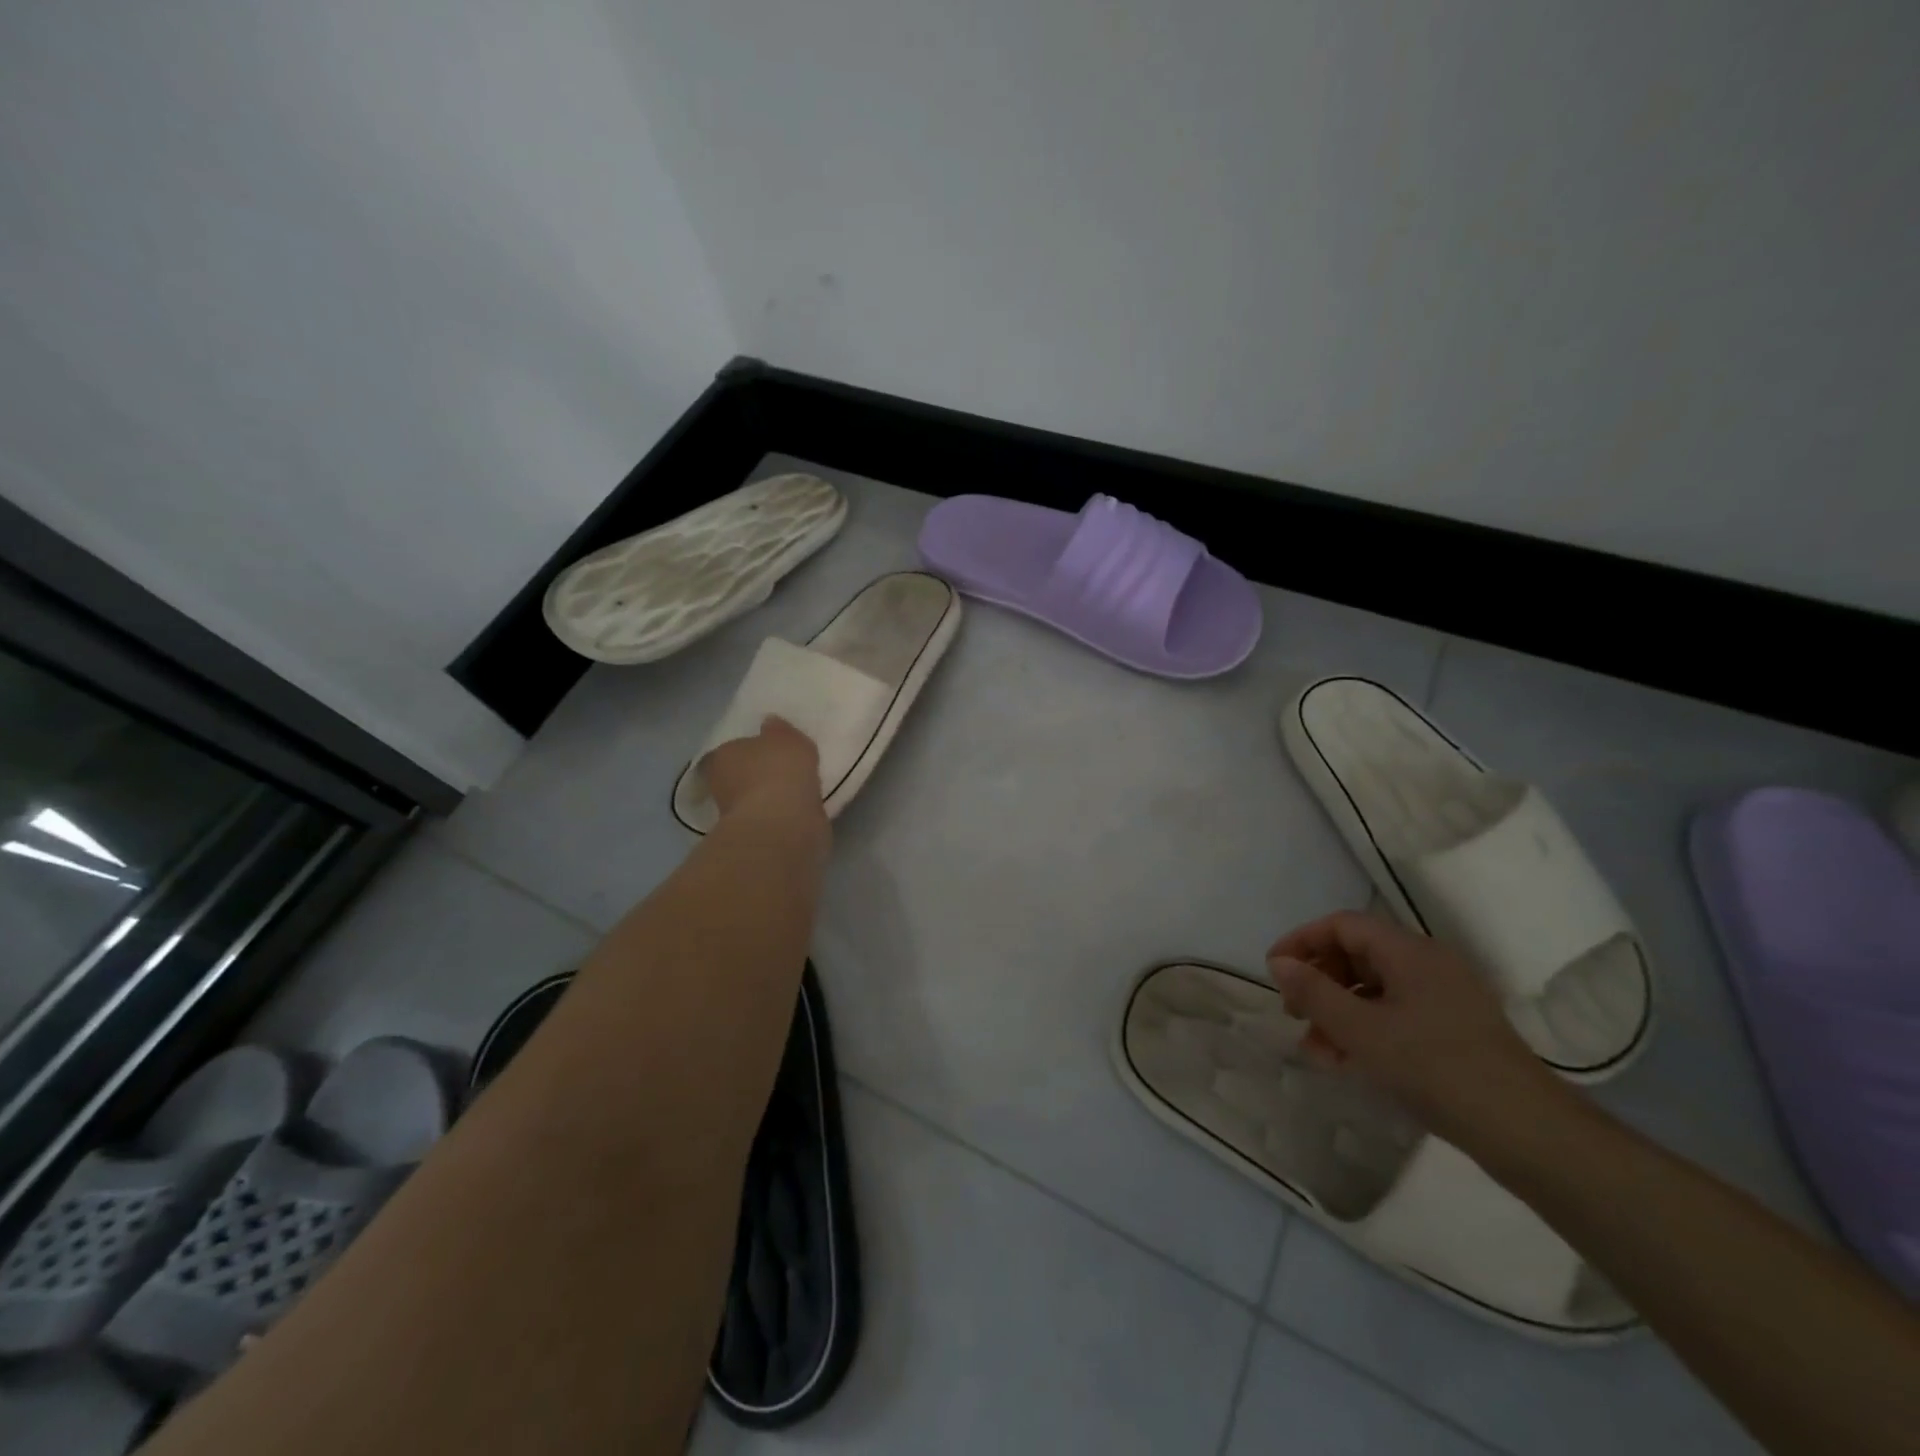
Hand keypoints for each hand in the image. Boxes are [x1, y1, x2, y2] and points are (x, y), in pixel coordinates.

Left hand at [700, 716, 824, 823]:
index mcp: (723, 756)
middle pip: (741, 776)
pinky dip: (783, 815)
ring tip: (798, 790)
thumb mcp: (786, 738)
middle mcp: (722, 785)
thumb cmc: (779, 771)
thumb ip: (779, 730)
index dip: (751, 749)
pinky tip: (801, 810)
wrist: (784, 824)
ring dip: (772, 797)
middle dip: (759, 774)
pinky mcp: (757, 837)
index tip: (769, 750)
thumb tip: (770, 723)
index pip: (732, 749)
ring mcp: (737, 815)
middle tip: (785, 770)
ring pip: (757, 799)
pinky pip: (773, 818)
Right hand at [1266, 911, 1566, 1149]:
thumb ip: (1314, 992)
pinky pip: (1395, 1014)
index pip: (1342, 925)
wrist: (1528, 1132)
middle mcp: (1428, 964)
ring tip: (1317, 1050)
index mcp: (1409, 951)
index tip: (1274, 971)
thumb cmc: (1435, 1068)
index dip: (1302, 941)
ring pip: (1374, 989)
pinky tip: (1349, 1063)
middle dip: (1319, 981)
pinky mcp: (1454, 1031)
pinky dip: (1365, 1030)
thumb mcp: (1361, 1030)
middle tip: (1293, 1012)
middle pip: (1357, 954)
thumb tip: (1279, 963)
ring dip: (1338, 1012)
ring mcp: (1445, 998)